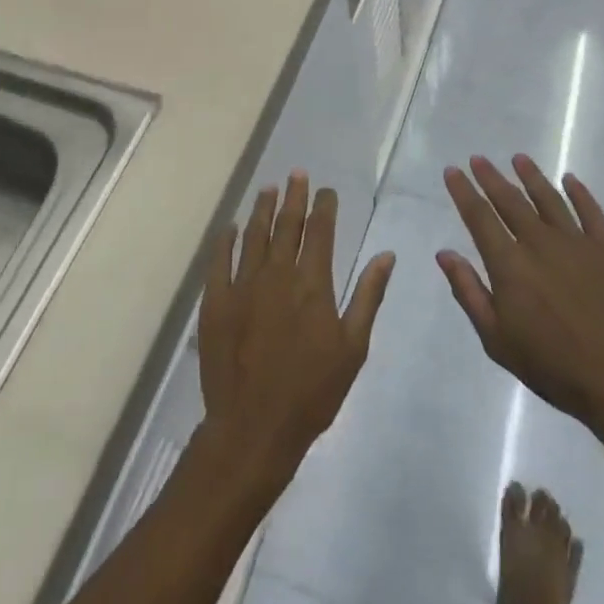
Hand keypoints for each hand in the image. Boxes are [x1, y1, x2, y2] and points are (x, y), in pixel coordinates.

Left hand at [197, 173, 394, 492]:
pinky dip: (225, 240)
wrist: (253, 429)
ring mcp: (242, 286)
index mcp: (312, 283)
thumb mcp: (353, 347)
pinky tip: (230, 228)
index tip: (326, 190)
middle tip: (297, 174)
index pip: (319, 230)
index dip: (324, 206)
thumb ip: (368, 296)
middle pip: (286, 224)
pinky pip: (220, 261)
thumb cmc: (312, 391)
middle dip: (294, 196)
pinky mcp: (216, 302)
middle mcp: (277, 274)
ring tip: (269, 189)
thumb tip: (387, 254)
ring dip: (262, 209)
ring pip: (253, 235)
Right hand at [438, 156, 603, 444]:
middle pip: (510, 201)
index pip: (479, 217)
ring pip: (548, 198)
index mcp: (509, 264)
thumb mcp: (497, 339)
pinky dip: (579, 192)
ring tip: (518, 159)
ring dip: (531, 176)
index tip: (453, 171)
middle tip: (478, 159)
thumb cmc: (552, 366)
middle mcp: (540, 243)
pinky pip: (590, 211)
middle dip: (491, 177)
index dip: (464, 192)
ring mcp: (576, 242)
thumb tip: (444, 253)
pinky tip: (570, 179)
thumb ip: (469, 292)